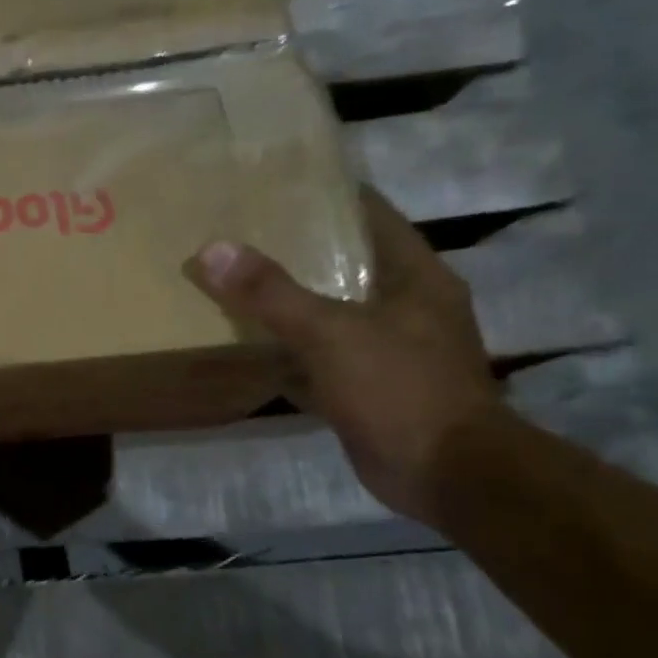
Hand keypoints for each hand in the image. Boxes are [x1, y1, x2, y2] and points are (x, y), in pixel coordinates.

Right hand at [184, 188, 504, 527]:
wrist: (445, 473)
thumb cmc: (400, 389)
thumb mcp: (330, 333)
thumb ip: (271, 293)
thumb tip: (212, 251)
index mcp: (414, 277)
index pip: (371, 215)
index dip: (327, 195)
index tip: (276, 184)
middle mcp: (406, 306)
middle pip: (345, 263)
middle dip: (296, 250)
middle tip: (239, 233)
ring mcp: (389, 349)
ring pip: (329, 312)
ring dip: (288, 302)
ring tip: (233, 283)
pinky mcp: (369, 387)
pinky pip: (319, 357)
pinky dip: (287, 351)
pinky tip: (248, 348)